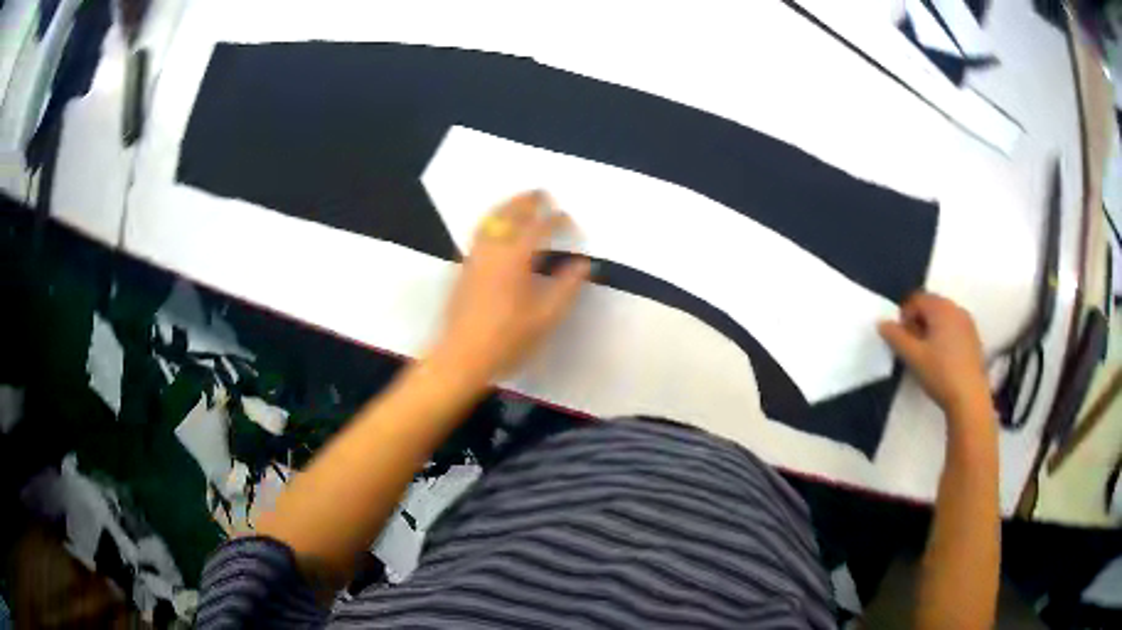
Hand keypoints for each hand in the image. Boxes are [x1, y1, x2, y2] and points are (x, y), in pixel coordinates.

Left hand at [429, 191, 591, 381]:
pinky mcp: (463, 268)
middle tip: (540, 193)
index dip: (555, 220)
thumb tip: (583, 263)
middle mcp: (492, 251)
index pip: (538, 228)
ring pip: (489, 221)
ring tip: (518, 202)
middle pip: (509, 215)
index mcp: (515, 258)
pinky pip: (479, 233)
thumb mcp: (545, 317)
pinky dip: (491, 221)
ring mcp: (474, 258)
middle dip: (526, 201)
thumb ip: (566, 287)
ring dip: (506, 207)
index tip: (567, 218)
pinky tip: (495, 228)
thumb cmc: (507, 339)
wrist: (461, 356)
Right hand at [878, 292, 990, 416]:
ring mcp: (968, 323)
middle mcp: (956, 309)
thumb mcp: (913, 357)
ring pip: (943, 318)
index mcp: (941, 308)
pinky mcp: (974, 338)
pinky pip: (954, 328)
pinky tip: (942, 359)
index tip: (900, 338)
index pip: (916, 299)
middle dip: (918, 322)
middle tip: (911, 347)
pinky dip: (944, 336)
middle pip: (931, 306)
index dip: (904, 315)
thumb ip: (896, 337)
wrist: (969, 397)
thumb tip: (882, 323)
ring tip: (926, 354)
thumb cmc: (940, 373)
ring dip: (931, 329)